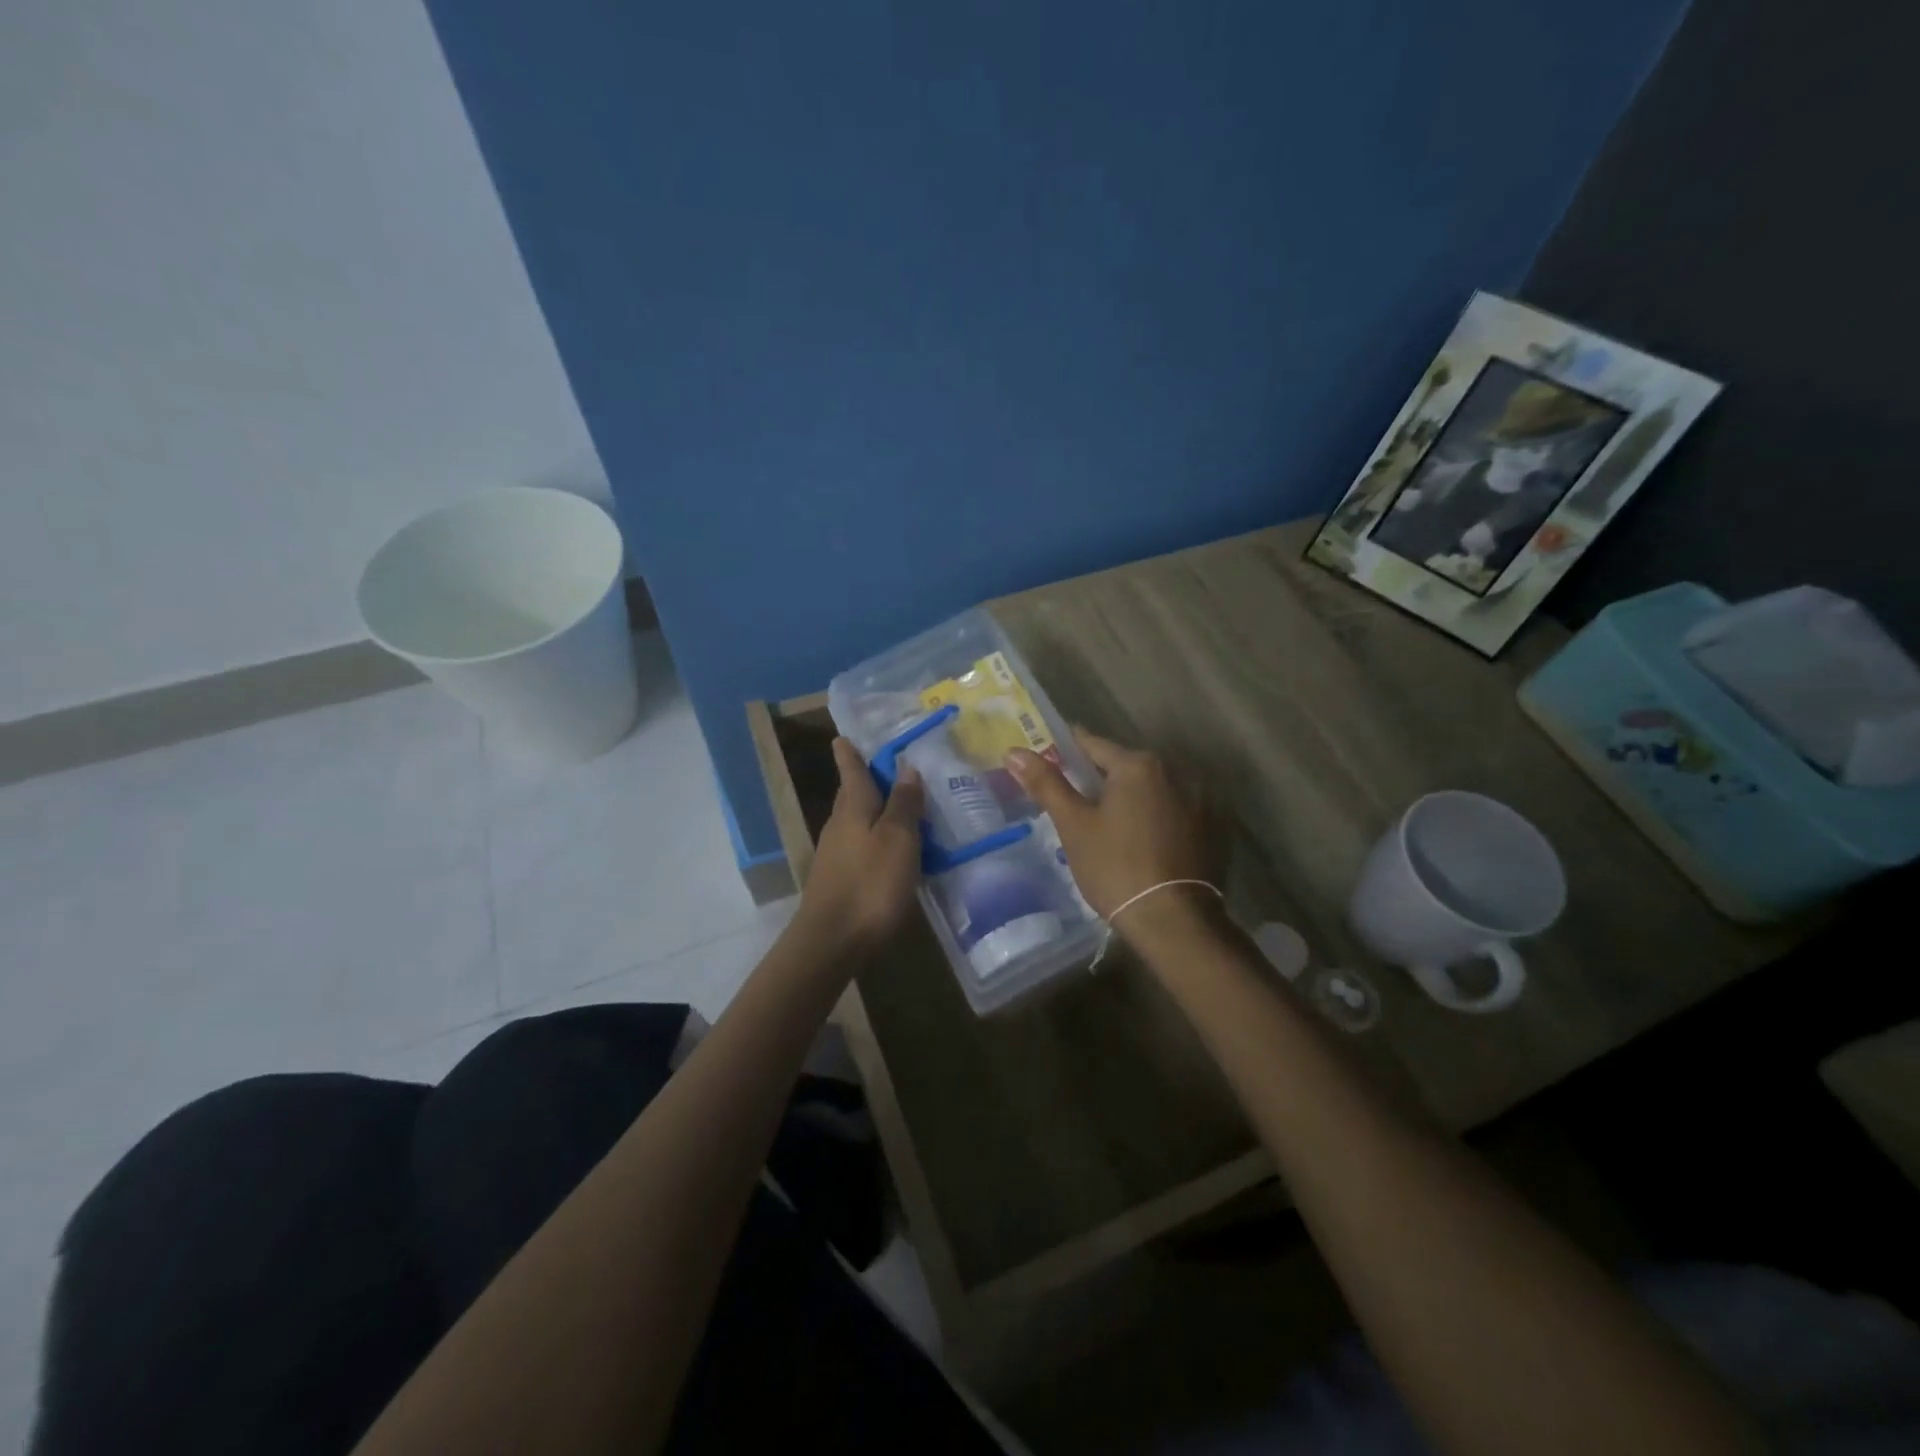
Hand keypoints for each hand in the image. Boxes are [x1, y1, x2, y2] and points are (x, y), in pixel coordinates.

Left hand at [796, 738, 924, 951]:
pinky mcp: (839, 878)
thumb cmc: (870, 884)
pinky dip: (875, 837)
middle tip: (886, 766)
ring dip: (874, 809)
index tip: (844, 735)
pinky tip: (892, 848)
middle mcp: (839, 824)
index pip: (851, 770)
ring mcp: (836, 853)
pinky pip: (860, 845)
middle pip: (852, 794)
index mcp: (853, 808)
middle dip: (865, 778)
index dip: (850, 752)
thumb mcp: (898, 840)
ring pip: (856, 820)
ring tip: (900, 805)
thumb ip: (903, 804)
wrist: (832, 941)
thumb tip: (906, 767)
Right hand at [1003, 729, 1211, 925]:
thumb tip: (1014, 751)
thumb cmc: (1115, 867)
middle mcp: (1175, 771)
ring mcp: (1199, 799)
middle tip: (1074, 799)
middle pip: (1125, 766)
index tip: (1050, 755)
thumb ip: (1046, 784)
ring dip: (1130, 798)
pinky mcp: (1212, 827)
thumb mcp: (1074, 825)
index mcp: (1138, 765)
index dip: (1068, 750)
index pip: (1094, 745)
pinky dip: (1153, 816)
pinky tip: (1138, 840)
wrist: (1174, 920)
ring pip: (1151, 789)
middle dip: (1100, 778)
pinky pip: (1172, 809)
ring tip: (1105, 823)